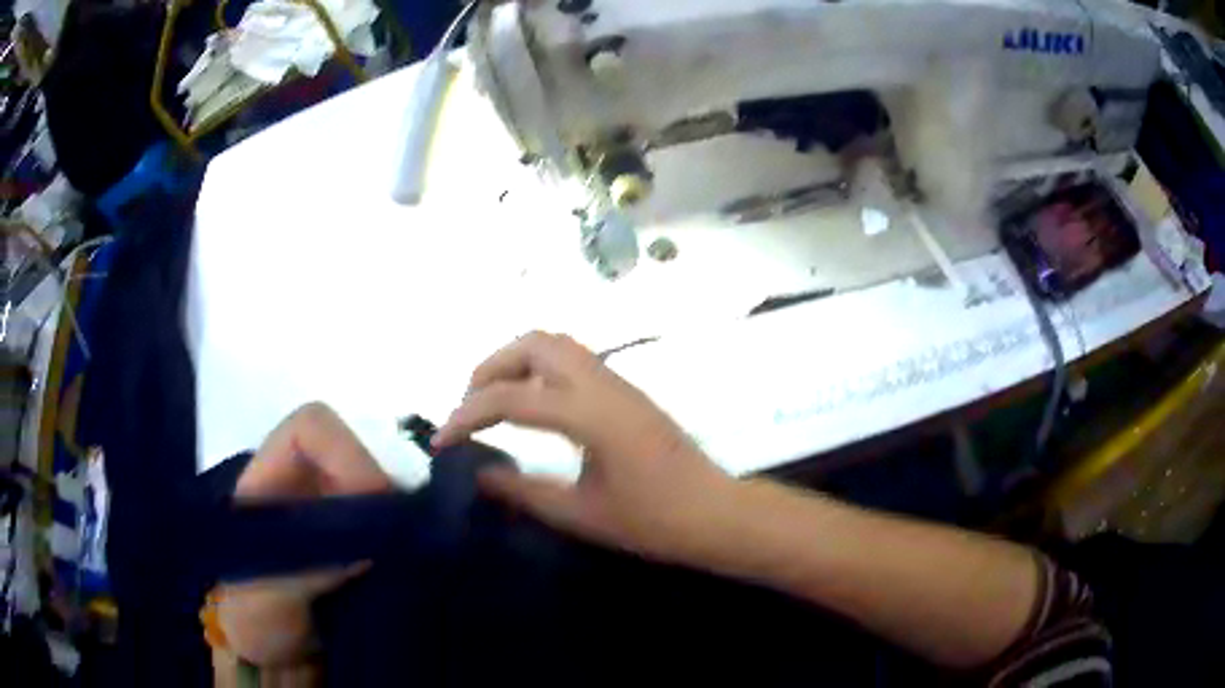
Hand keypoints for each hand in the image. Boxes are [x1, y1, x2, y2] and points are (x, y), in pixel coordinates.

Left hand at [217, 403, 392, 666]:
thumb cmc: (254, 619)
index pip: (312, 427)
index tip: (371, 500)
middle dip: (385, 489)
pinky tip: (413, 566)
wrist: (278, 659)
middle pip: (359, 451)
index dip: (346, 450)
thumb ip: (301, 571)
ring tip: (408, 556)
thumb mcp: (263, 596)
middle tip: (400, 537)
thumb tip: (363, 553)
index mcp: (271, 480)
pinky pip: (397, 525)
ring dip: (402, 517)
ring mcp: (340, 513)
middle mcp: (309, 485)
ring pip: (385, 487)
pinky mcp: (365, 543)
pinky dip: (411, 540)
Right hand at [433, 332, 735, 563]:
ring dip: (517, 362)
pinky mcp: (626, 391)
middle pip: (534, 344)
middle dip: (490, 369)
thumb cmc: (654, 522)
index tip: (443, 442)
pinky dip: (540, 369)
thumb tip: (479, 475)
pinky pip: (574, 360)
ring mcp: (618, 382)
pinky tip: (532, 406)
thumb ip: (524, 492)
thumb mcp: (581, 514)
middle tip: (469, 409)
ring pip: (556, 344)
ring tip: (494, 402)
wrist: (715, 513)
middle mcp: (603, 384)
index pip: (511, 398)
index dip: (467, 416)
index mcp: (590, 415)